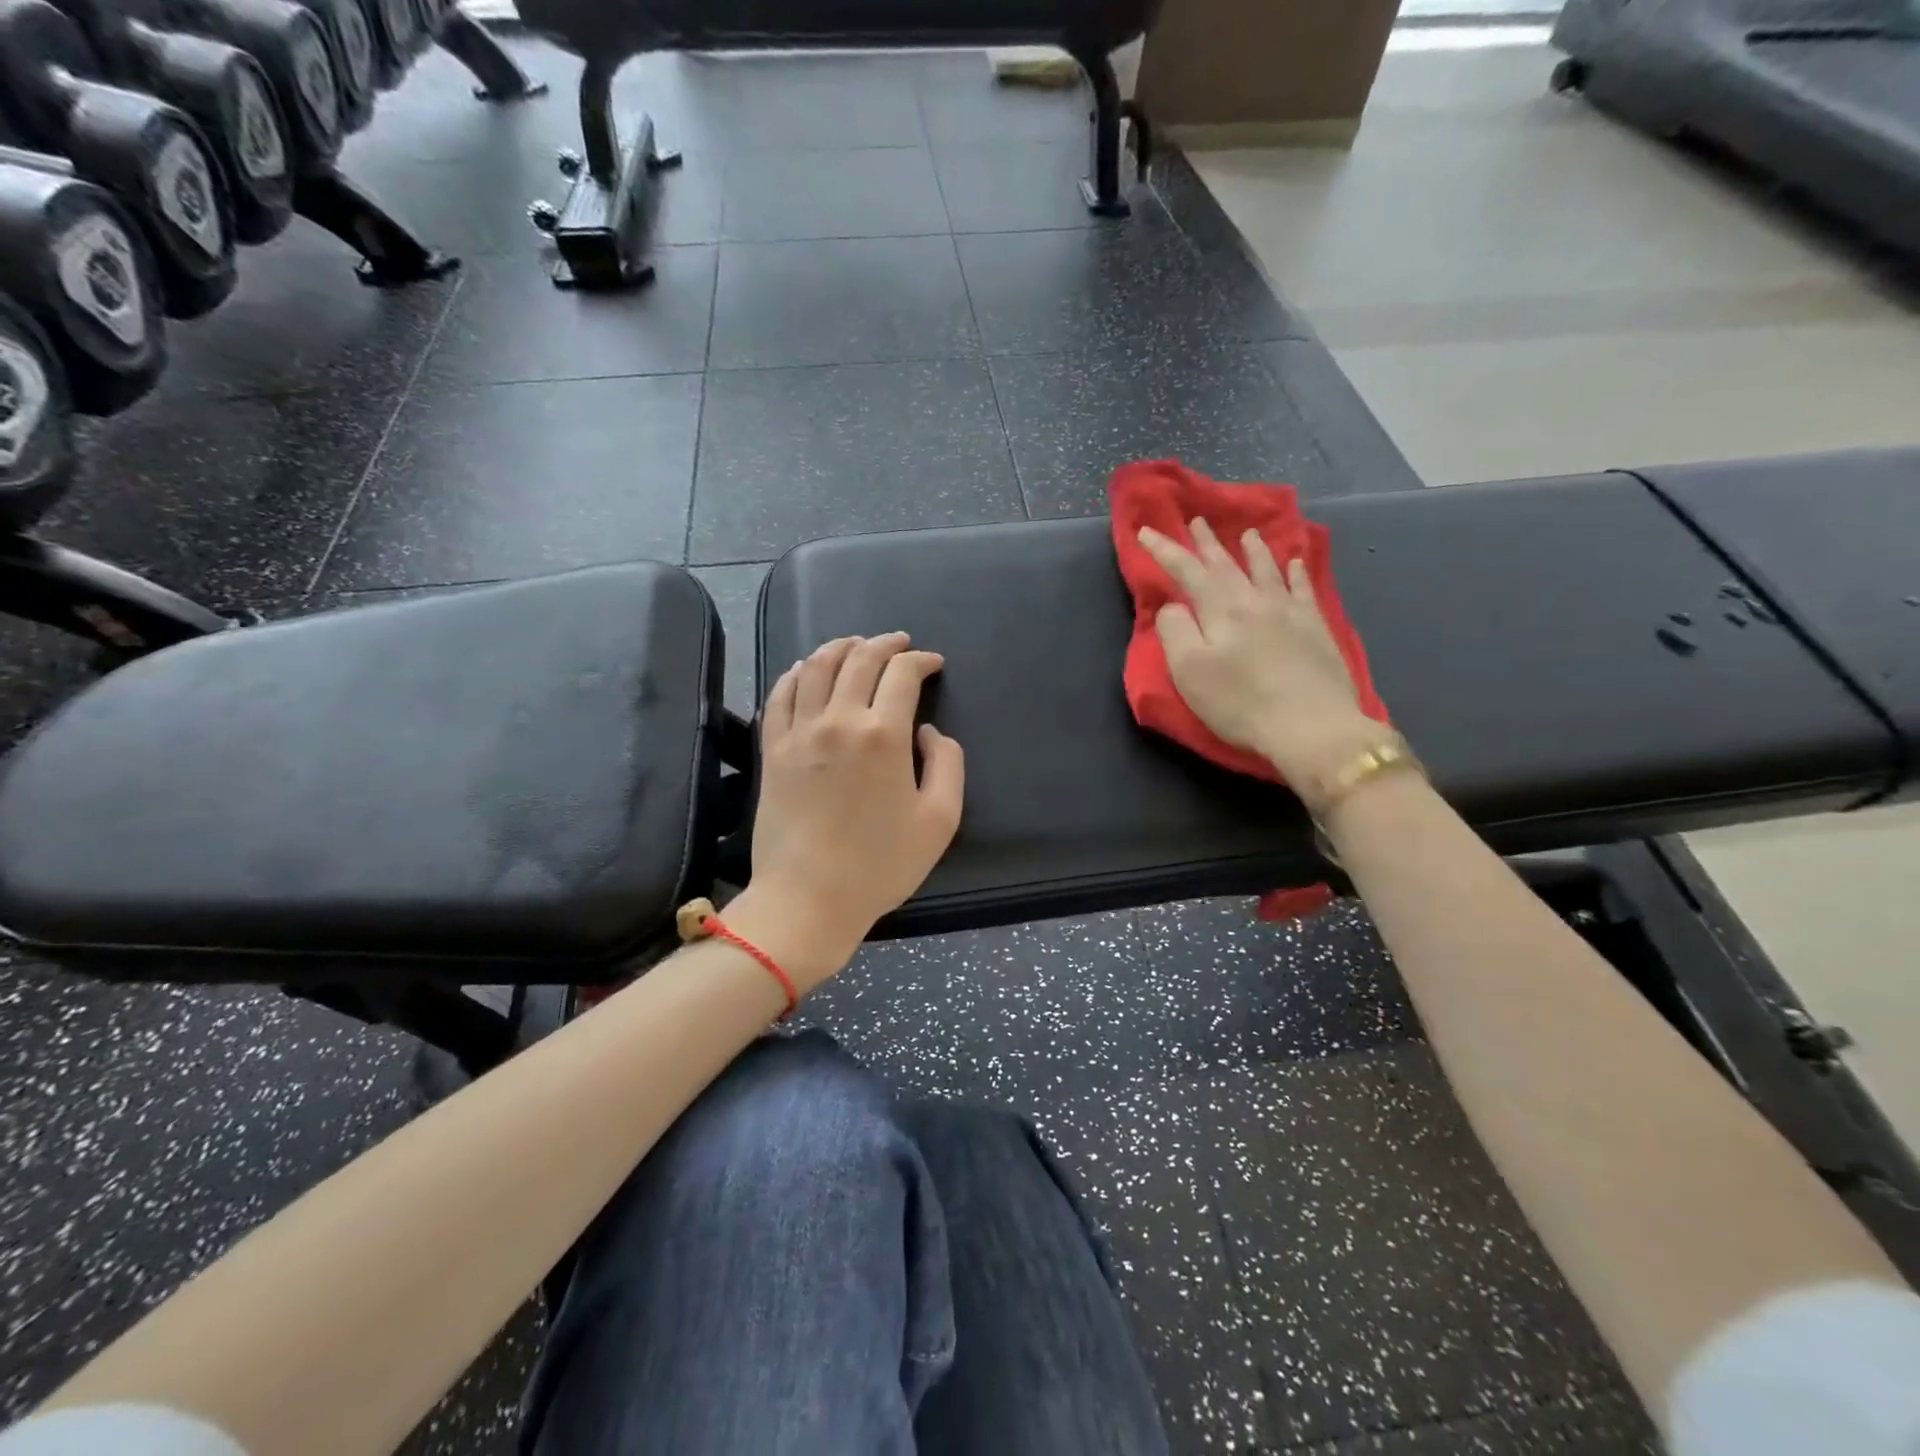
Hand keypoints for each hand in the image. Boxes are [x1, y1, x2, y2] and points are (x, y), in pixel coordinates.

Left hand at [731, 633, 964, 990]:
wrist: (808, 898)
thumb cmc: (880, 865)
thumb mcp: (940, 820)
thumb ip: (947, 764)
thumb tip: (926, 732)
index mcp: (884, 734)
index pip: (902, 674)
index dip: (921, 660)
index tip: (933, 664)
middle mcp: (839, 720)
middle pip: (860, 659)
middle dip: (885, 644)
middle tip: (900, 644)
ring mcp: (799, 732)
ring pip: (817, 667)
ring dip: (840, 647)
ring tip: (856, 645)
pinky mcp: (772, 749)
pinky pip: (780, 695)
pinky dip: (797, 673)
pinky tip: (806, 669)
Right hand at [1138, 518, 1386, 804]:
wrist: (1312, 726)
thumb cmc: (1240, 703)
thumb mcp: (1189, 671)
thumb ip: (1175, 632)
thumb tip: (1173, 606)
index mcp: (1220, 609)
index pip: (1186, 571)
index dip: (1164, 550)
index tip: (1146, 531)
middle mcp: (1255, 600)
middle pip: (1226, 564)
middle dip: (1207, 543)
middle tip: (1196, 521)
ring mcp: (1290, 611)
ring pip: (1267, 570)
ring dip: (1253, 550)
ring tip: (1246, 533)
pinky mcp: (1316, 628)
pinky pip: (1304, 588)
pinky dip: (1296, 571)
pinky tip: (1296, 562)